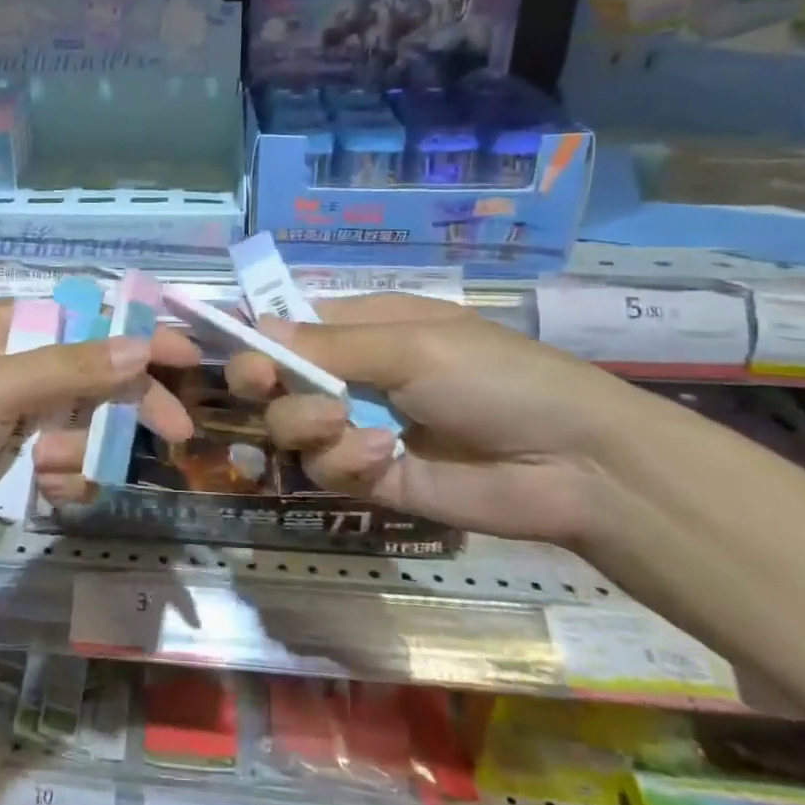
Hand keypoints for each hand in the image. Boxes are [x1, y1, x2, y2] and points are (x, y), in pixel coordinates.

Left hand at [0, 298, 199, 545]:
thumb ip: (74, 368)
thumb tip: (142, 346)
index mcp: (20, 330)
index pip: (97, 324)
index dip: (145, 337)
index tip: (192, 358)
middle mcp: (27, 369)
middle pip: (103, 381)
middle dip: (133, 407)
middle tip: (174, 433)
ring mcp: (23, 419)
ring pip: (88, 431)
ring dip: (82, 453)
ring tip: (45, 467)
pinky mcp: (15, 464)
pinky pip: (65, 468)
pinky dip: (62, 480)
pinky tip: (40, 489)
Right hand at [208, 293, 650, 543]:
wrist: (573, 463)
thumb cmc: (495, 376)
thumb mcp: (412, 345)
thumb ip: (329, 345)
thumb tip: (255, 328)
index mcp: (361, 328)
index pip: (287, 327)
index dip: (255, 336)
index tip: (231, 346)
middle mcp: (350, 375)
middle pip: (275, 379)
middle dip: (266, 382)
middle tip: (262, 384)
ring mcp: (357, 427)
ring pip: (291, 426)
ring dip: (308, 423)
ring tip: (344, 422)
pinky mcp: (370, 477)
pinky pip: (326, 468)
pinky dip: (346, 461)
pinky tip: (385, 456)